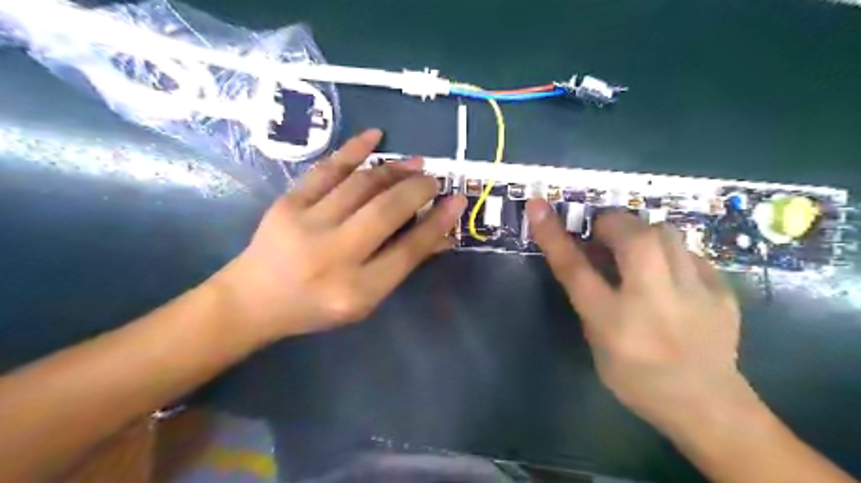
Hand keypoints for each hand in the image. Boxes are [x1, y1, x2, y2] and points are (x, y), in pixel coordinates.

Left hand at [211, 130, 466, 344]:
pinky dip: (354, 150)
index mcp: (357, 290)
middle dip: (418, 189)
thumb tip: (440, 234)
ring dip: (395, 169)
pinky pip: (327, 169)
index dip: (438, 222)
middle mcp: (334, 255)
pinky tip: (375, 136)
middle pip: (387, 211)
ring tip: (415, 163)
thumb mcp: (365, 300)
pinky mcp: (288, 203)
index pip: (408, 250)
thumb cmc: (316, 306)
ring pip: (362, 185)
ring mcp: (307, 225)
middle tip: (434, 179)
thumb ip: (400, 265)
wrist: (253, 299)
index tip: (457, 200)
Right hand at [525, 202, 748, 427]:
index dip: (553, 234)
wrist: (708, 405)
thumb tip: (590, 256)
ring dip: (641, 232)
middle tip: (603, 232)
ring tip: (635, 248)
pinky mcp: (721, 291)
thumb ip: (589, 298)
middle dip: (611, 222)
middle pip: (632, 237)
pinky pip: (689, 252)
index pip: (575, 268)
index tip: (537, 206)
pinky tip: (668, 271)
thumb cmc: (637, 379)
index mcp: (613, 321)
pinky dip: (670, 252)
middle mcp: (653, 301)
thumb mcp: (597, 343)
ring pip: (665, 233)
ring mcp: (694, 293)